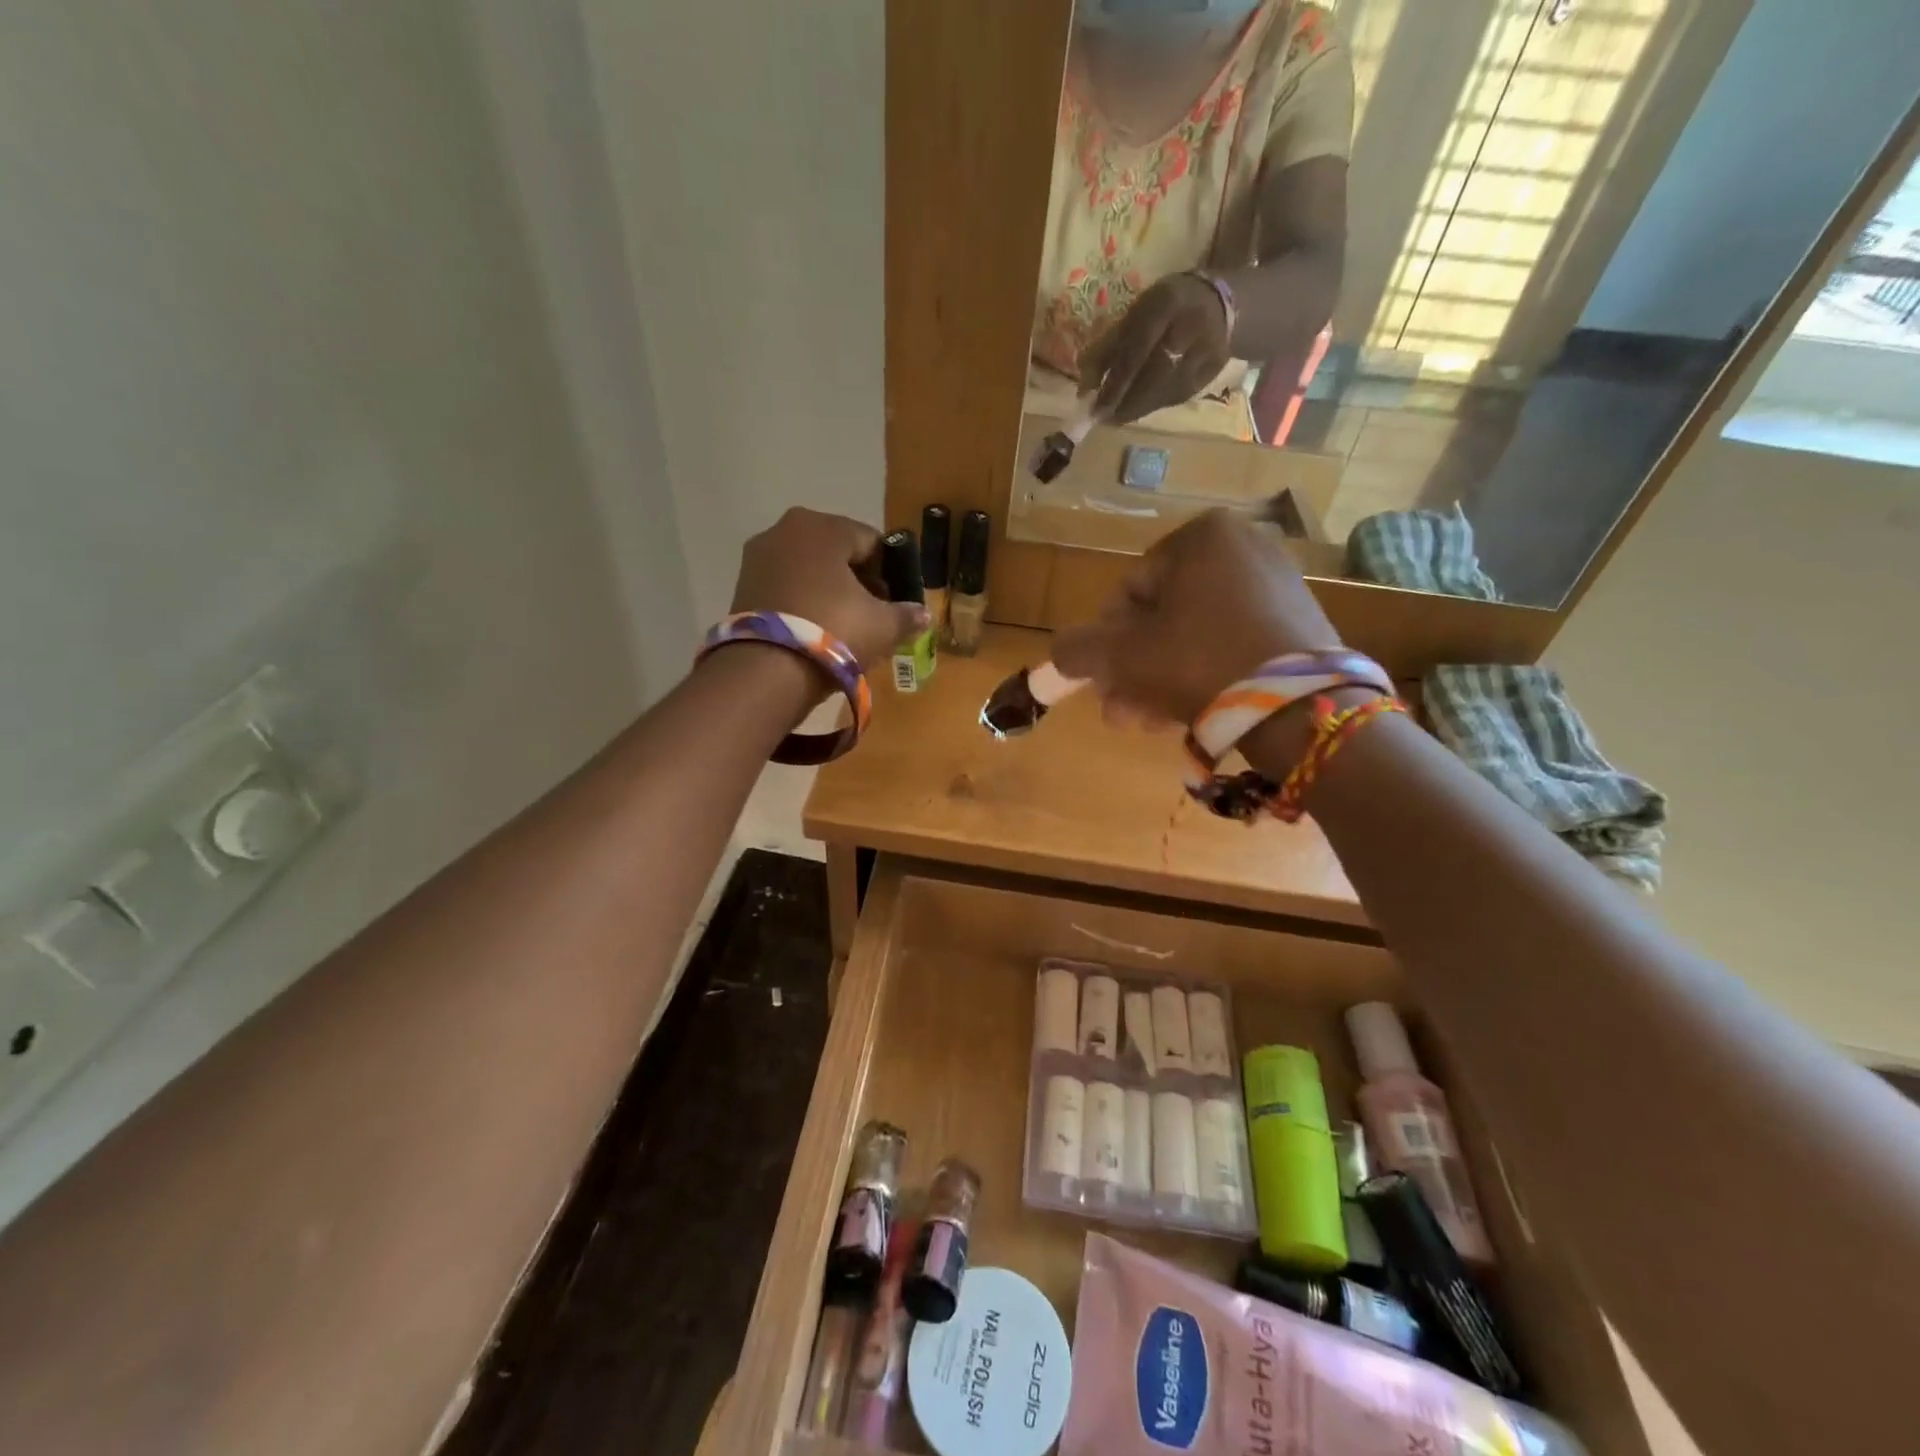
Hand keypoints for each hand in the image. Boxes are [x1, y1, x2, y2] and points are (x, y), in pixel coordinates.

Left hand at [730, 508, 928, 668]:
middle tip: (873, 614)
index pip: (871, 542)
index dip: (890, 571)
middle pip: (837, 552)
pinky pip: (785, 585)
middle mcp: (786, 529)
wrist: (766, 671)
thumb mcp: (883, 626)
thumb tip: (923, 615)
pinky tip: (816, 629)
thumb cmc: (834, 632)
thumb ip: (907, 615)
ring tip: (845, 625)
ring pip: (809, 569)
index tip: (896, 600)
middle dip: (858, 580)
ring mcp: (758, 556)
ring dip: (829, 590)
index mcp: (823, 527)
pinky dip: (803, 600)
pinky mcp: (742, 584)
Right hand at [1052, 509, 1342, 725]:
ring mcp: (1277, 584)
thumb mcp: (1121, 656)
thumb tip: (1063, 651)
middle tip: (1121, 713)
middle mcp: (1243, 547)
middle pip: (1162, 617)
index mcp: (1200, 537)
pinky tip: (1187, 713)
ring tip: (1148, 724)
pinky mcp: (1300, 622)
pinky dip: (1204, 675)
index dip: (1108, 643)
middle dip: (1134, 670)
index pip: (1130, 591)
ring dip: (1160, 680)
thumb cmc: (1198, 663)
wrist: (1299, 708)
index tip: (1104, 685)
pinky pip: (1232, 644)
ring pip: (1194, 636)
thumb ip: (1077, 649)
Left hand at [1082, 272, 1232, 423]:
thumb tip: (1084, 391)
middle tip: (1105, 419)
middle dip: (1126, 402)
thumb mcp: (1133, 315)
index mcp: (1167, 303)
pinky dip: (1155, 405)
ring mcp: (1209, 348)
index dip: (1115, 384)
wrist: (1218, 301)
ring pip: (1167, 390)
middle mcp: (1192, 325)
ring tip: (1118, 417)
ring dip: (1139, 409)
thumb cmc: (1163, 308)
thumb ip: (1106, 349)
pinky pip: (1179, 394)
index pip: (1137, 351)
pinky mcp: (1215, 368)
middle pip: (1154, 376)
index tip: (1096, 408)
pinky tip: (1141, 408)